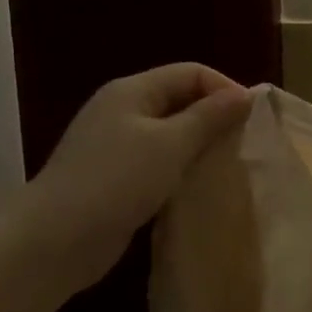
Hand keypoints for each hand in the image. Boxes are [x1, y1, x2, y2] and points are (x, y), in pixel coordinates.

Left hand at [10, 64, 251, 293]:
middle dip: (216, 118)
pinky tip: (199, 187)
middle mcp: (123, 111)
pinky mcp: (117, 177)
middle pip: (181, 100)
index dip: (225, 89)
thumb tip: (245, 94)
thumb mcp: (171, 144)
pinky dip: (183, 169)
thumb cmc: (117, 181)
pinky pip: (161, 162)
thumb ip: (210, 117)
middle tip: (246, 145)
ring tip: (229, 166)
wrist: (57, 238)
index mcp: (132, 91)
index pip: (190, 73)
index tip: (254, 120)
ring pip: (172, 134)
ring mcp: (117, 145)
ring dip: (201, 146)